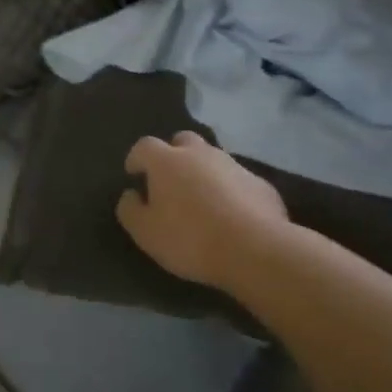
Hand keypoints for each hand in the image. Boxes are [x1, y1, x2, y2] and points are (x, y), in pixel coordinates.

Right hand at [116, 131, 291, 290]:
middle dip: (173, 154)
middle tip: (169, 180)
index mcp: (166, 161)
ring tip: (201, 199)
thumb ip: (130, 210)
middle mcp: (200, 154)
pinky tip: (231, 214)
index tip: (134, 174)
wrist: (255, 250)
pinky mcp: (260, 184)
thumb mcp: (145, 233)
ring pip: (212, 158)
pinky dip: (229, 190)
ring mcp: (234, 166)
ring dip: (203, 171)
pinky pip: (237, 180)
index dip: (136, 158)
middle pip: (182, 141)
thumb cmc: (189, 238)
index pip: (144, 146)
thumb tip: (131, 195)